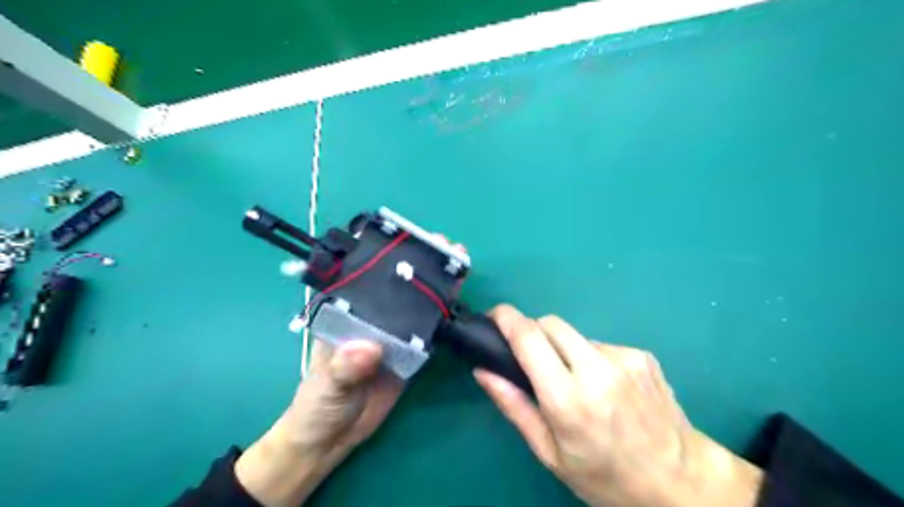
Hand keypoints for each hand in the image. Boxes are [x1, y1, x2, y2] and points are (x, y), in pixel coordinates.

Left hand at [233, 234, 461, 506]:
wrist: (331, 440)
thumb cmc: (317, 406)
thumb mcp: (327, 386)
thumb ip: (344, 367)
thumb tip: (369, 348)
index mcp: (348, 316)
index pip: (368, 280)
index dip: (389, 259)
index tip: (410, 243)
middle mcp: (372, 319)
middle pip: (398, 288)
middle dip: (421, 265)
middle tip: (446, 247)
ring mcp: (393, 336)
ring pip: (416, 306)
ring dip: (435, 287)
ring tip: (458, 266)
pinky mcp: (409, 354)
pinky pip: (428, 333)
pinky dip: (442, 318)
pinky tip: (457, 301)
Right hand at [473, 305, 761, 506]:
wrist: (680, 481)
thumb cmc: (605, 477)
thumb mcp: (550, 453)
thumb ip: (514, 406)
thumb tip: (483, 371)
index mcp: (568, 399)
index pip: (529, 338)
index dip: (506, 318)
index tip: (493, 316)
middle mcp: (597, 369)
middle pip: (550, 323)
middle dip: (533, 331)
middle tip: (531, 359)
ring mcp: (624, 358)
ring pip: (575, 336)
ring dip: (564, 349)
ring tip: (575, 383)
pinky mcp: (642, 354)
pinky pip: (601, 345)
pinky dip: (591, 358)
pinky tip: (604, 387)